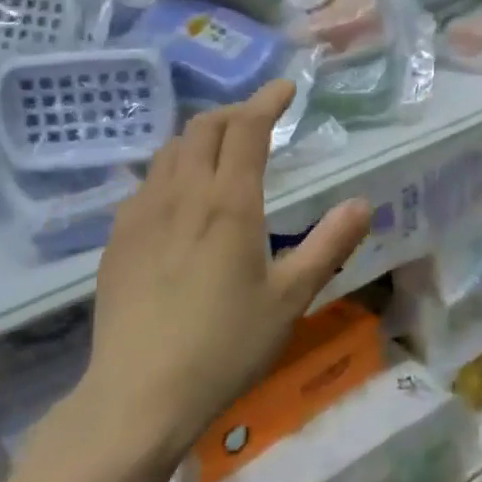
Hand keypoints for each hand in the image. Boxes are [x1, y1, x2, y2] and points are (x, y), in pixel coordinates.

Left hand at [71, 81, 371, 469]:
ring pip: (170, 151)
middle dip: (233, 112)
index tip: (286, 88)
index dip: (267, 100)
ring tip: (220, 153)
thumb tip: (363, 203)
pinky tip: (179, 199)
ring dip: (199, 138)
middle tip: (257, 120)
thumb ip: (328, 245)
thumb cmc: (226, 346)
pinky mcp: (118, 238)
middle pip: (202, 128)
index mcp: (229, 203)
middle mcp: (182, 194)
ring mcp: (141, 213)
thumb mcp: (290, 299)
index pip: (247, 128)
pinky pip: (146, 183)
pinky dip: (172, 170)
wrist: (140, 392)